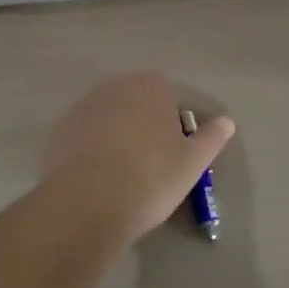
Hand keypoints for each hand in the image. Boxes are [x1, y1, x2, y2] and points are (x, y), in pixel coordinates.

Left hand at [41, 71, 234, 241]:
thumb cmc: (149, 178)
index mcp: (151, 85)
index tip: (174, 153)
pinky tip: (96, 178)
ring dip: (117, 135)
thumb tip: (227, 122)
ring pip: (110, 116)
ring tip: (121, 174)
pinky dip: (92, 148)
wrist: (87, 202)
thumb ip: (211, 138)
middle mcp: (117, 84)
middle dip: (144, 124)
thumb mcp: (192, 163)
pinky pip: (85, 134)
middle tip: (150, 164)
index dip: (173, 123)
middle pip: (137, 102)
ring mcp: (85, 104)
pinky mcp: (61, 128)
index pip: (169, 95)